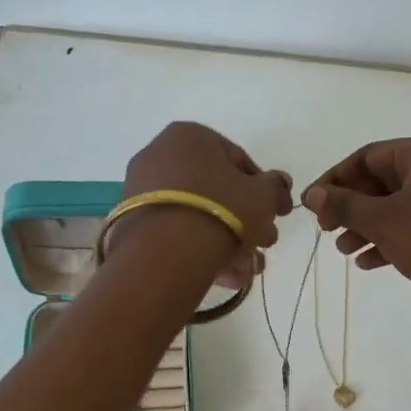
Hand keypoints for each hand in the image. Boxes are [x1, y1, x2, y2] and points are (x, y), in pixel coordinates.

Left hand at [117, 122, 292, 288]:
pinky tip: (222, 275)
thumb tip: (280, 183)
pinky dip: (199, 249)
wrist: (166, 252)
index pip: (238, 160)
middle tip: (265, 244)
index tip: (277, 215)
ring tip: (246, 270)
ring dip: (227, 241)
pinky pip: (174, 231)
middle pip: (216, 190)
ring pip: (197, 214)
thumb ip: (275, 187)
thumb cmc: (221, 210)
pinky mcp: (131, 222)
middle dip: (245, 221)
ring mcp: (141, 189)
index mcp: (191, 135)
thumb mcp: (263, 196)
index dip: (264, 190)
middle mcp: (160, 154)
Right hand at [302, 138, 410, 345]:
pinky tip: (365, 263)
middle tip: (325, 229)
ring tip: (342, 250)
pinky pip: (410, 228)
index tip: (311, 203)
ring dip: (364, 227)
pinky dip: (386, 241)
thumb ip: (343, 204)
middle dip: (351, 207)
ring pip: (394, 208)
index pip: (370, 156)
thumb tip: (312, 194)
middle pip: (381, 182)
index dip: (336, 178)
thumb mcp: (381, 220)